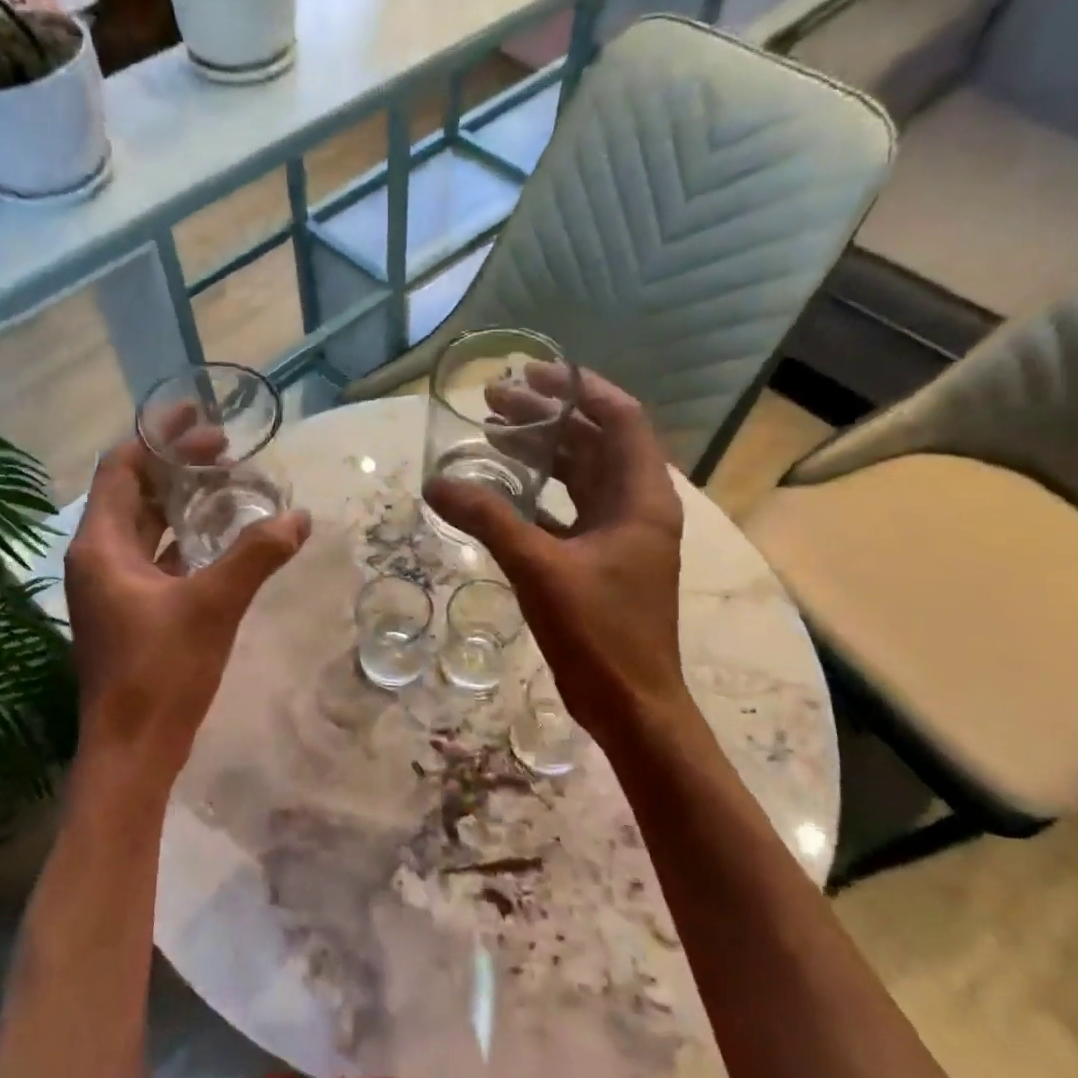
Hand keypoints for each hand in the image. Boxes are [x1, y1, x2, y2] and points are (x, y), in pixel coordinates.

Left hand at [64, 434, 310, 777]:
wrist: (132, 751)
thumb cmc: (161, 672)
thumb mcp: (213, 606)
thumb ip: (255, 556)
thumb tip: (299, 518)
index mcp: (100, 546)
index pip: (121, 467)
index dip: (157, 436)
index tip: (198, 415)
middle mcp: (97, 558)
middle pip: (133, 492)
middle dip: (176, 465)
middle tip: (226, 447)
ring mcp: (112, 587)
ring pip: (145, 526)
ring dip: (180, 501)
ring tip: (227, 482)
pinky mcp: (129, 611)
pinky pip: (155, 557)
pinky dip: (183, 538)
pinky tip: (219, 537)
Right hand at [426, 365, 688, 739]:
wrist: (631, 704)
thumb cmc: (600, 632)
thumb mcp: (540, 569)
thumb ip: (488, 520)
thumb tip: (436, 482)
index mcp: (641, 497)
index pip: (621, 418)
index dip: (580, 388)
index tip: (533, 372)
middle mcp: (637, 506)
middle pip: (595, 442)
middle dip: (548, 416)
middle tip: (495, 400)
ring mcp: (620, 534)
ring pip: (581, 475)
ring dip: (542, 452)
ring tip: (493, 433)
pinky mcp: (601, 559)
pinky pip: (568, 509)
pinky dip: (537, 493)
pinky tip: (501, 489)